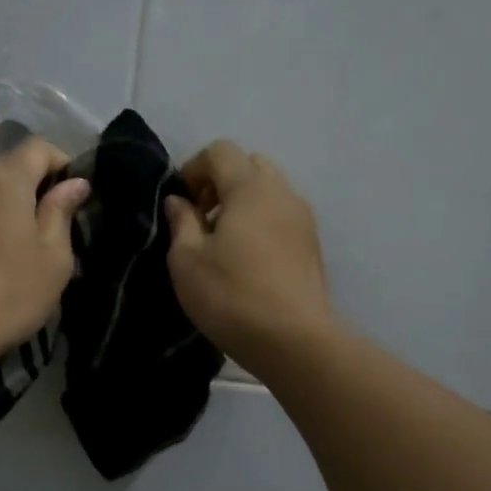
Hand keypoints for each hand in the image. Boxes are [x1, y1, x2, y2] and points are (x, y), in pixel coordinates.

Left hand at [0, 137, 91, 362]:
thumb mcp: (53, 258)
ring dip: (2, 208)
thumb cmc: (9, 293)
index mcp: (3, 179)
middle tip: (46, 229)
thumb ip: (61, 212)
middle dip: (31, 187)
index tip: (72, 199)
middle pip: (7, 167)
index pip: (38, 147)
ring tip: (13, 248)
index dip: (61, 165)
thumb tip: (73, 183)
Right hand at [163, 140, 334, 372]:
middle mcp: (282, 192)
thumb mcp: (187, 259)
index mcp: (250, 187)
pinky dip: (260, 222)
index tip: (180, 204)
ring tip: (222, 243)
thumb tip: (178, 200)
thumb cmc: (230, 294)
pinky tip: (245, 260)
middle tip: (201, 218)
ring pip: (269, 191)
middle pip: (249, 165)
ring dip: (242, 203)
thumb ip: (181, 221)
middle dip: (221, 182)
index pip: (220, 151)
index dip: (193, 169)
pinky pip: (281, 216)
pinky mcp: (312, 245)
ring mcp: (303, 218)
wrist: (293, 339)